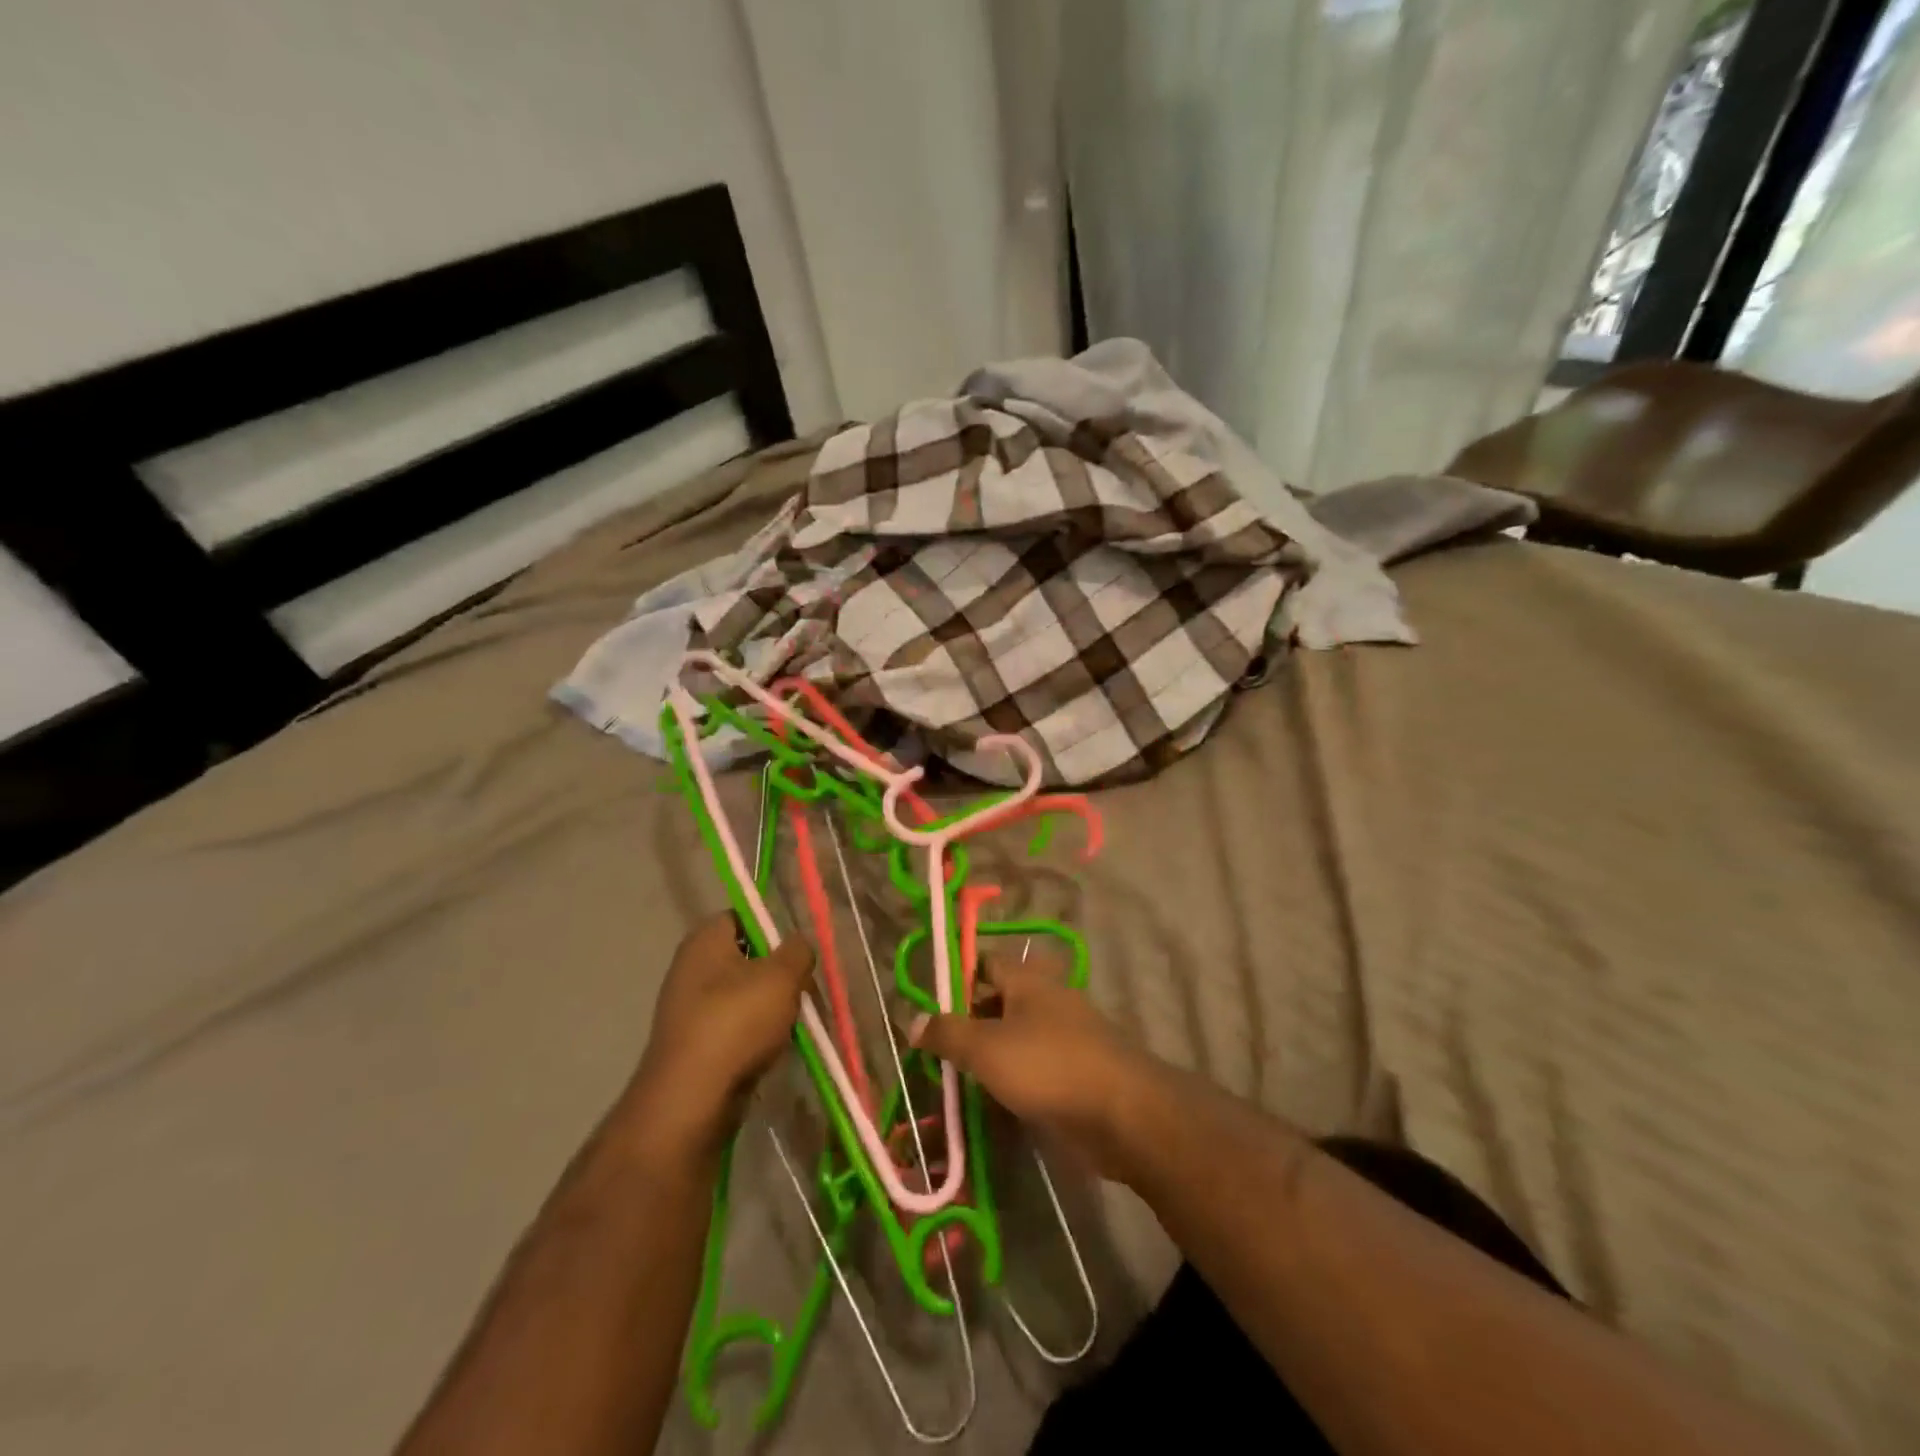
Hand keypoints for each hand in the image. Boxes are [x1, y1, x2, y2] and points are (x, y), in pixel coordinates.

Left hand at [623, 914, 813, 1160]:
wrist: (691, 1099)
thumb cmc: (737, 1022)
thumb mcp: (782, 976)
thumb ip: (798, 951)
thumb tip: (798, 946)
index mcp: (705, 940)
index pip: (744, 916)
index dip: (774, 930)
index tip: (798, 954)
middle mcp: (691, 968)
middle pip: (749, 958)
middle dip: (780, 974)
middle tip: (804, 992)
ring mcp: (690, 1009)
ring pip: (746, 996)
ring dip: (773, 1008)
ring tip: (794, 1025)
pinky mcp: (695, 1044)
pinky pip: (735, 1027)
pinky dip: (757, 1036)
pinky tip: (773, 1050)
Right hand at [910, 950, 1164, 1182]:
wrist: (1124, 1115)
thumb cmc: (1049, 1067)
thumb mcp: (987, 1048)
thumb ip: (948, 1033)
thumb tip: (912, 1020)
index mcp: (1029, 981)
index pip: (987, 963)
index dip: (958, 977)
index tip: (929, 1001)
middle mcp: (1049, 1000)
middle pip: (1000, 1001)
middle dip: (969, 1021)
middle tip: (935, 1048)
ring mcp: (1067, 1037)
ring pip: (1017, 1037)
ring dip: (989, 1055)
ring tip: (955, 1079)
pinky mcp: (1078, 1072)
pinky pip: (1035, 1068)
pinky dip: (1013, 1080)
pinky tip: (992, 1102)